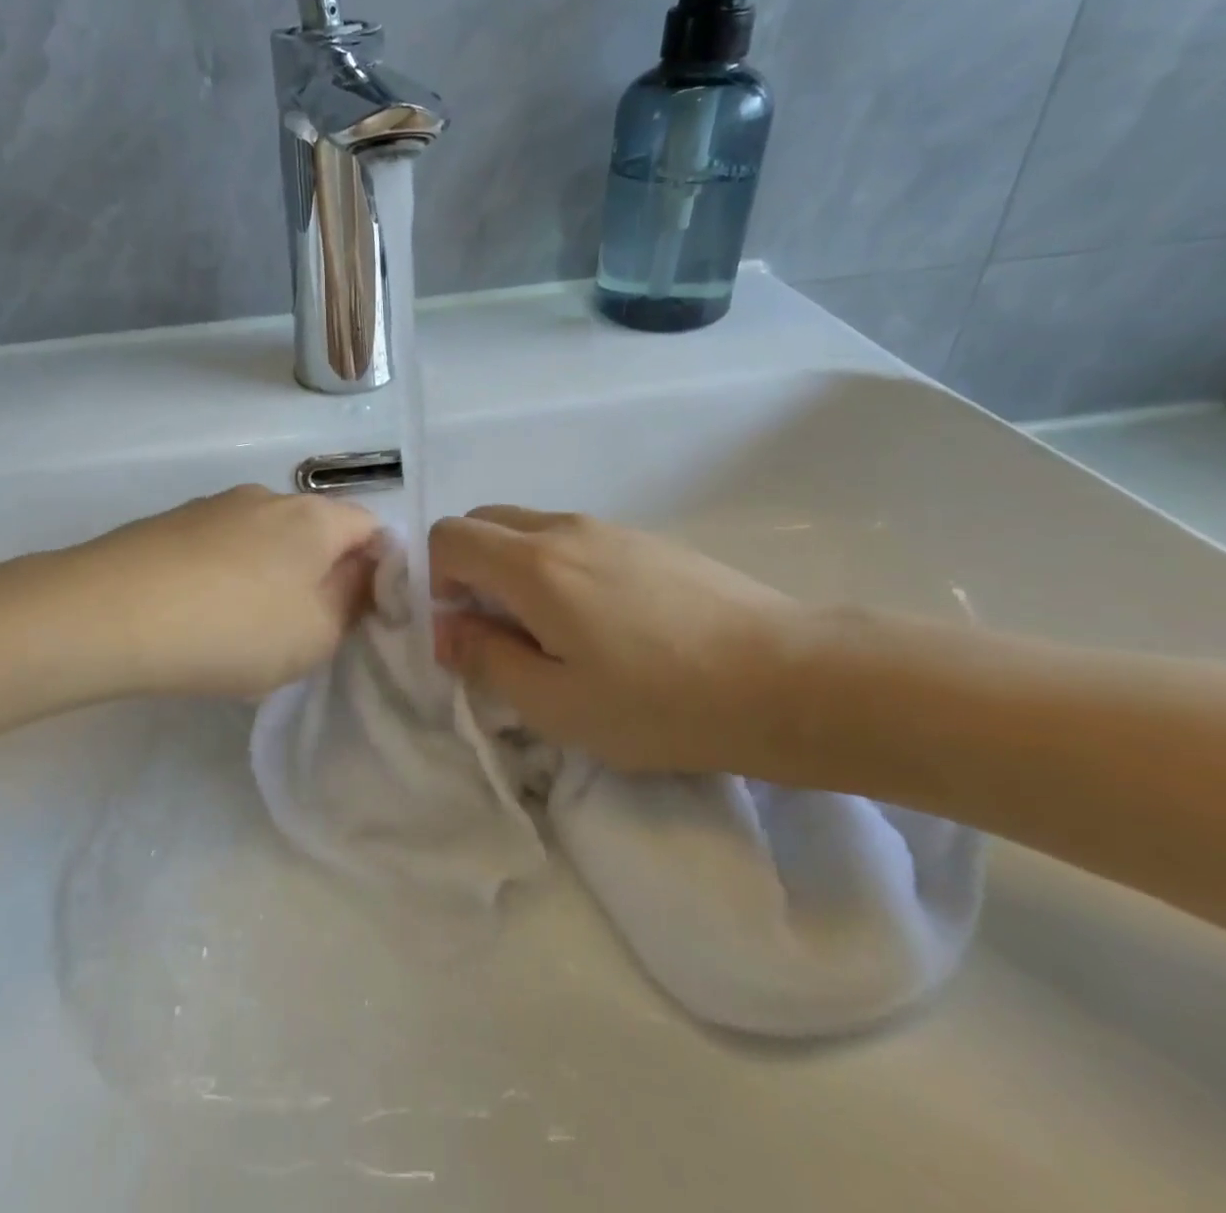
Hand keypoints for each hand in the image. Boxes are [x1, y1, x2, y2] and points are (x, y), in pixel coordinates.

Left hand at [66, 485, 381, 699]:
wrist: (109, 613)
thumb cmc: (234, 628)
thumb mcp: (317, 633)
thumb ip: (355, 599)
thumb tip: (362, 570)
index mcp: (315, 517)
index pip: (372, 528)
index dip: (377, 570)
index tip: (358, 615)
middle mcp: (268, 497)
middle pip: (316, 533)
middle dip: (321, 577)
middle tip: (303, 631)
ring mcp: (215, 506)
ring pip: (266, 542)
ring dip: (271, 578)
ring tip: (243, 631)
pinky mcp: (172, 523)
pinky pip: (221, 549)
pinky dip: (227, 578)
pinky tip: (200, 618)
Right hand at [429, 506, 803, 775]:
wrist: (788, 678)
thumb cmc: (660, 702)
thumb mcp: (555, 704)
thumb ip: (486, 659)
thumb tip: (447, 631)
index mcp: (532, 564)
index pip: (449, 537)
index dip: (436, 580)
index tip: (463, 629)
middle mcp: (565, 529)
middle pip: (485, 521)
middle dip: (470, 568)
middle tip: (498, 630)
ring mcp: (611, 529)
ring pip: (531, 529)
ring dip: (515, 569)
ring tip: (555, 633)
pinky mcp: (648, 541)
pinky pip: (575, 539)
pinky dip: (557, 568)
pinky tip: (604, 624)